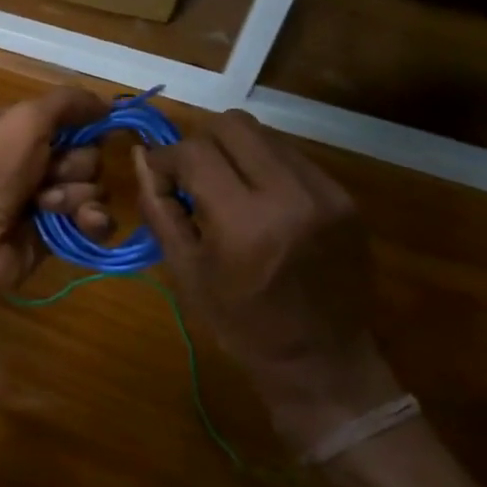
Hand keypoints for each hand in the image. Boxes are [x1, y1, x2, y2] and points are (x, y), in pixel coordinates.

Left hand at [0, 84, 110, 308]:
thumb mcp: (23, 119)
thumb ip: (67, 102)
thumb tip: (108, 102)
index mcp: (22, 130)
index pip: (73, 119)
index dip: (87, 123)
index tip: (99, 124)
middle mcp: (35, 162)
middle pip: (89, 155)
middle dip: (76, 164)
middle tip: (49, 174)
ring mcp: (48, 200)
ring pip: (95, 188)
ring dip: (77, 194)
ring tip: (46, 205)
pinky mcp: (59, 235)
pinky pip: (97, 222)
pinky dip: (93, 221)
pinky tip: (82, 223)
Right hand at [133, 110, 399, 451]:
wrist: (322, 360)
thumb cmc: (241, 324)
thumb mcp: (185, 270)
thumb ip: (159, 207)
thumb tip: (141, 157)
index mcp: (244, 221)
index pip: (194, 152)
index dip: (166, 157)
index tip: (158, 176)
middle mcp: (290, 194)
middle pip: (232, 126)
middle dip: (200, 143)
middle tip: (191, 175)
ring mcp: (325, 192)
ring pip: (264, 135)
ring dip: (234, 151)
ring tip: (225, 187)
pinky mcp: (344, 198)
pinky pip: (292, 156)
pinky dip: (264, 166)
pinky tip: (258, 199)